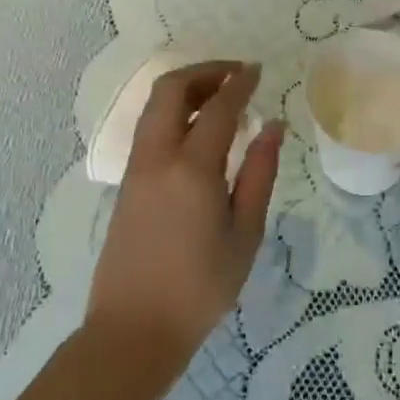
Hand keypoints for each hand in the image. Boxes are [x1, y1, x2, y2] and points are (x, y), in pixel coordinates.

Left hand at [86, 61, 283, 361]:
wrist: (135, 328)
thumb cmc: (201, 287)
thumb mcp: (245, 233)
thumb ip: (260, 174)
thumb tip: (272, 127)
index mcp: (192, 168)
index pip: (218, 108)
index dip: (240, 83)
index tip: (259, 70)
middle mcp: (157, 157)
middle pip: (171, 90)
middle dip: (204, 72)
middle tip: (236, 76)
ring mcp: (136, 170)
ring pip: (154, 108)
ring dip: (185, 90)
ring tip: (219, 97)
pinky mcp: (127, 185)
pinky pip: (149, 130)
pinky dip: (173, 114)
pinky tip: (198, 131)